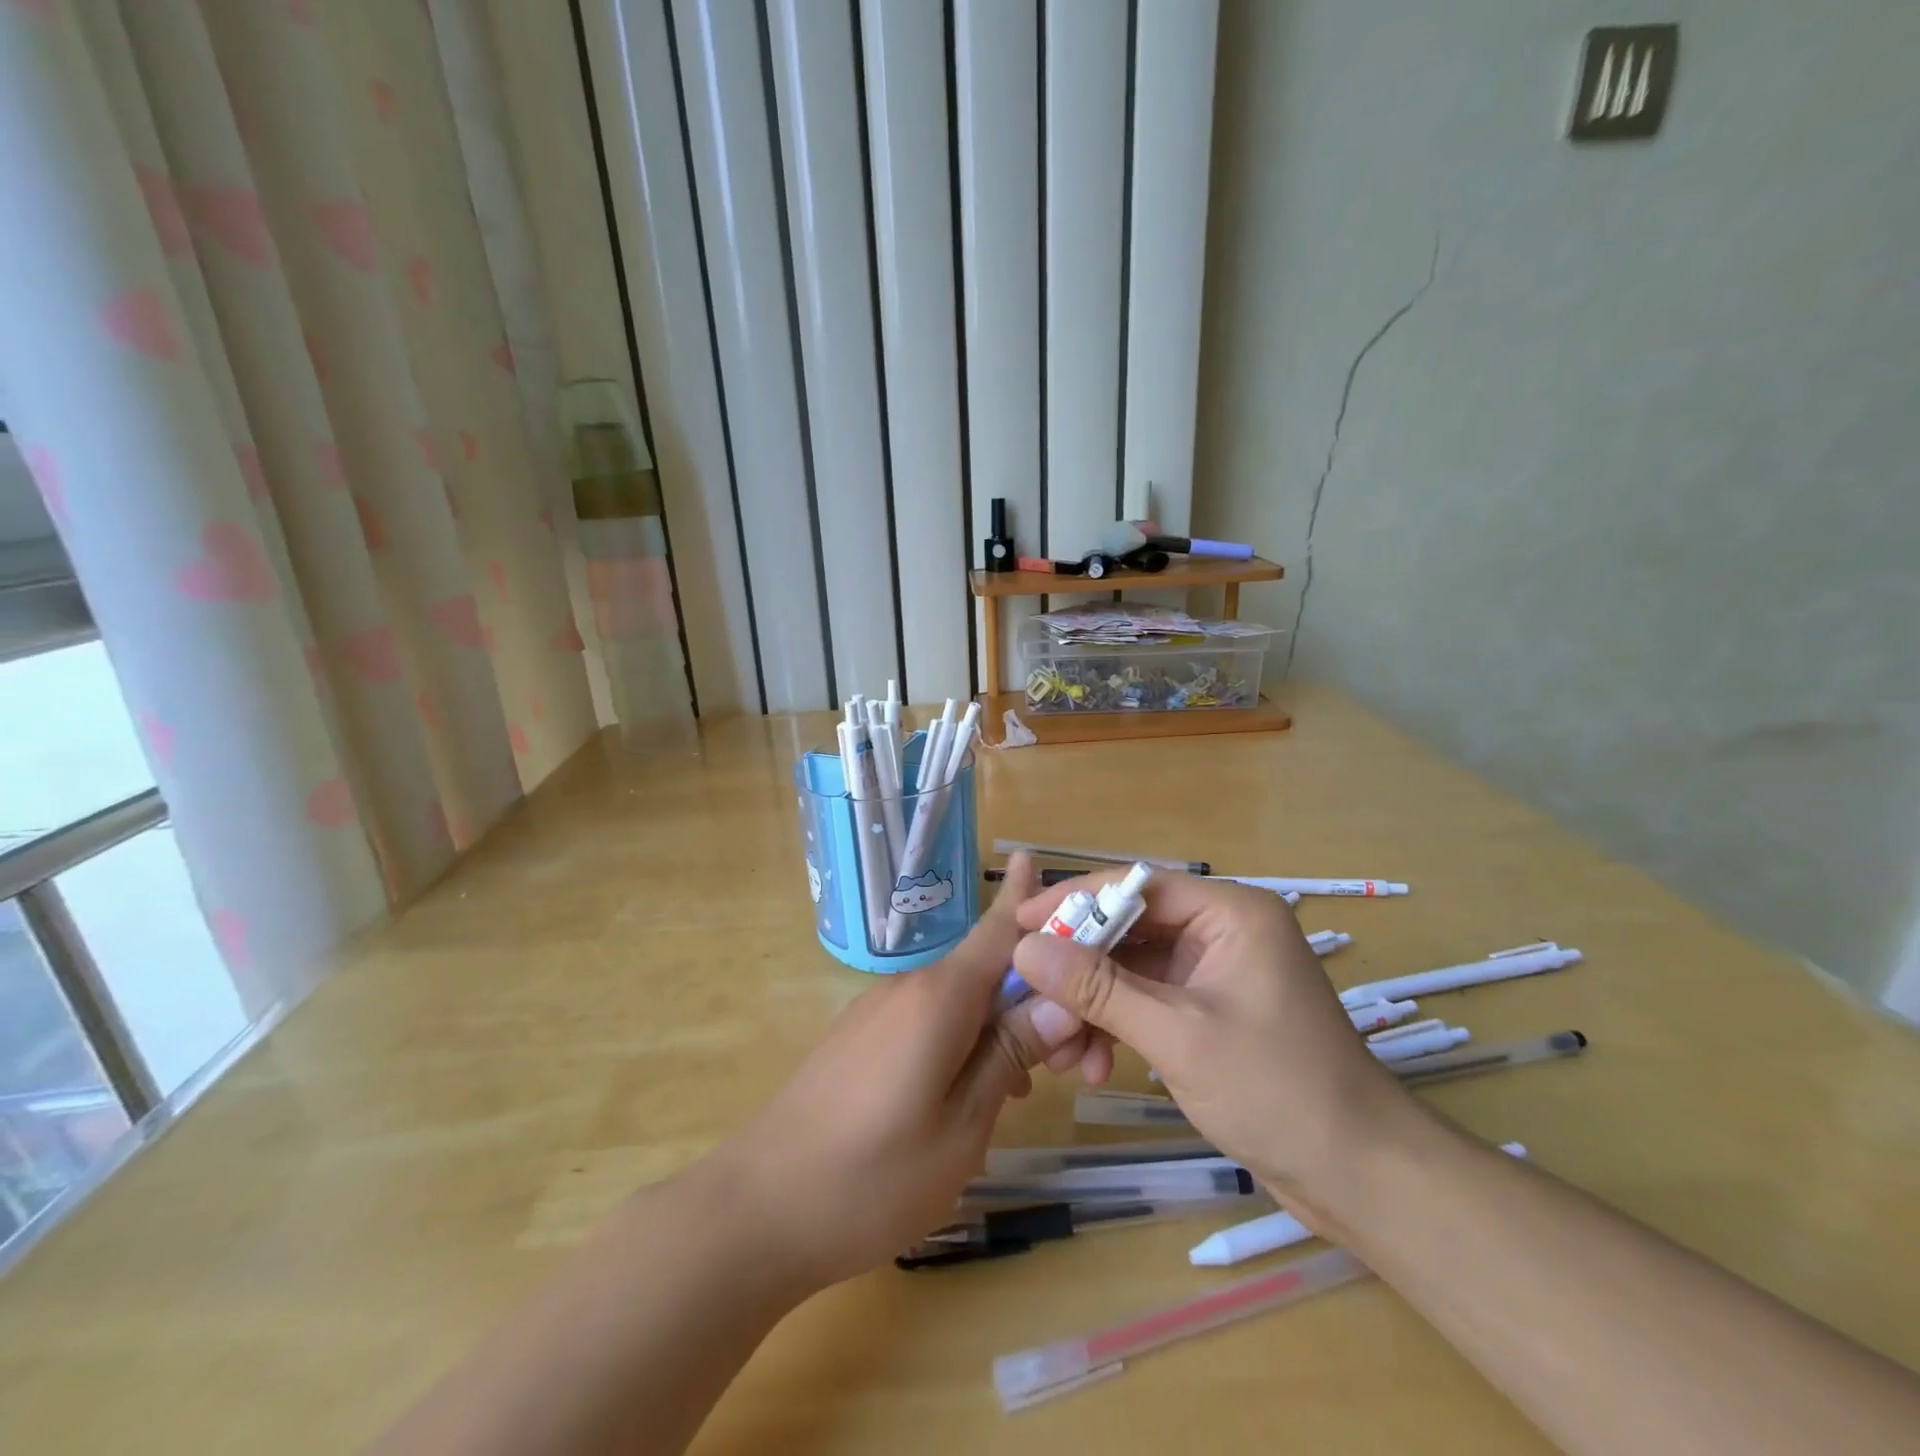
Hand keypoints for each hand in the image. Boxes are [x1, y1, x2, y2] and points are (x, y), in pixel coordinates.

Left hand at [706, 854, 1085, 1292]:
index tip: (1041, 860)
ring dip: (997, 1029)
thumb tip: (1060, 999)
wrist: (758, 1210)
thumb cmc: (873, 1176)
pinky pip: (927, 1023)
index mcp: (940, 996)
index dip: (1026, 897)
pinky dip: (961, 1043)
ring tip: (1021, 1091)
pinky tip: (966, 1099)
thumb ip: (1010, 1053)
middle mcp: (909, 988)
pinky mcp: (859, 1038)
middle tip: (1075, 1061)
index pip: (998, 929)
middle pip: (986, 971)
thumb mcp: (963, 1124)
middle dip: (1033, 999)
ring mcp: (878, 1012)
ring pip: (958, 1002)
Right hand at [1011, 871, 1413, 1209]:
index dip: (1073, 901)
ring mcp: (1215, 970)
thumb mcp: (1177, 1035)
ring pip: (1132, 969)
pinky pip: (1147, 999)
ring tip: (1064, 1052)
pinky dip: (1117, 1025)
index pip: (1136, 886)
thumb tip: (1025, 950)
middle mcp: (1222, 929)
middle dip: (1080, 969)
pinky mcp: (1209, 1008)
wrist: (1360, 1177)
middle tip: (1032, 997)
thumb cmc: (1277, 1091)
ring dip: (1094, 1005)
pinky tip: (1094, 1065)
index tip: (1019, 924)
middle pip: (1129, 929)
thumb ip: (1099, 989)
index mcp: (1230, 912)